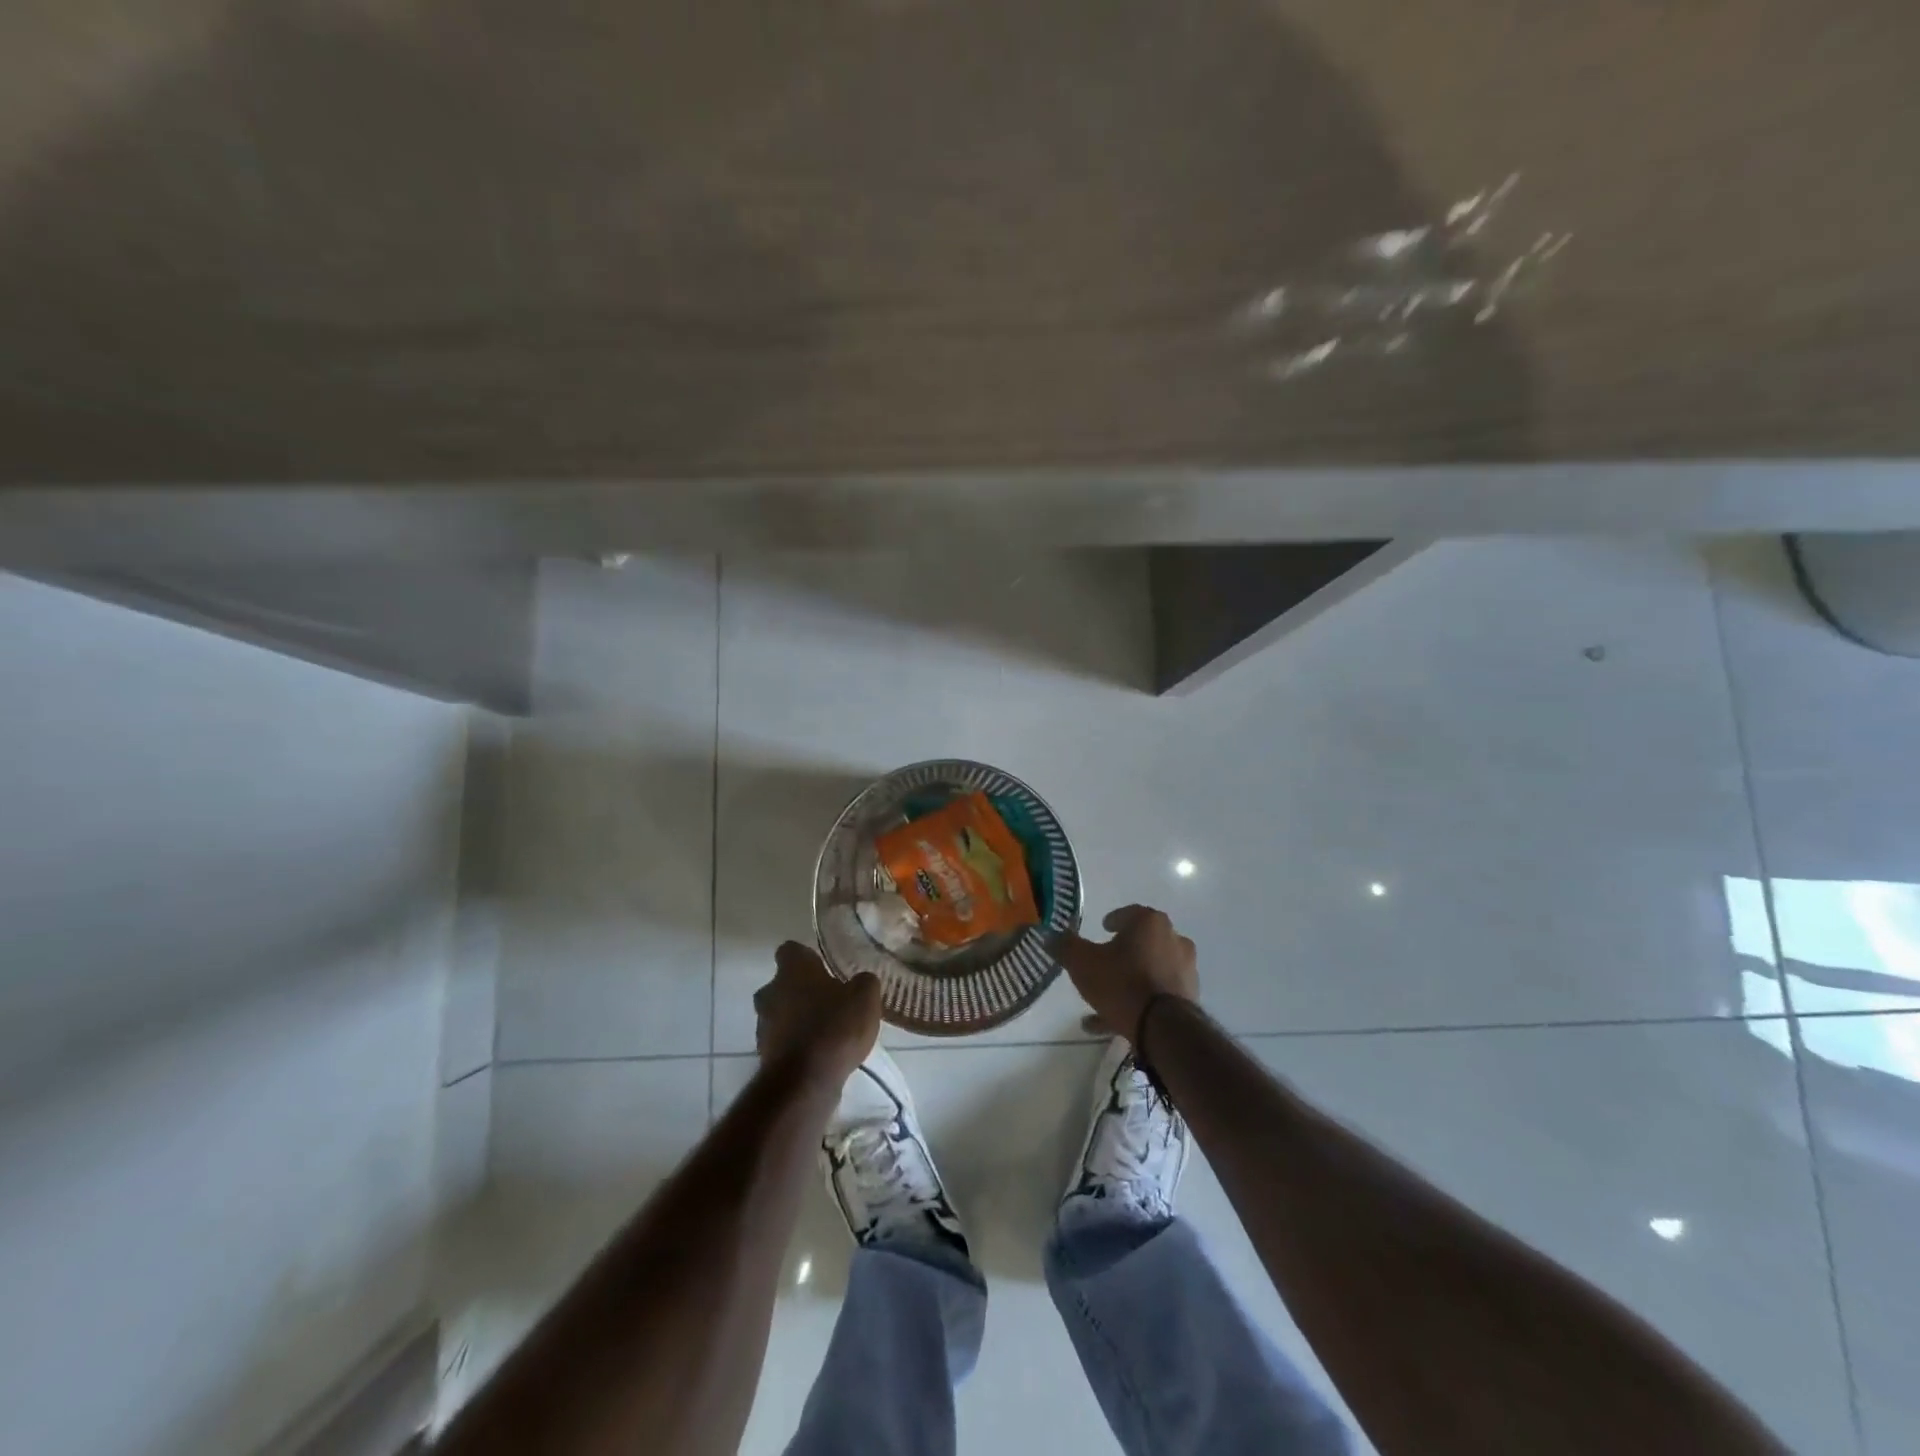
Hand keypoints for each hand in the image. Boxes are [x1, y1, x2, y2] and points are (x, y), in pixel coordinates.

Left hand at [754, 942, 881, 1091]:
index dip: (806, 957)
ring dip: (796, 1018)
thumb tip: (861, 981)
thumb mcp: (865, 997)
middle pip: (781, 984)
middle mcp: (771, 991)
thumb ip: (863, 982)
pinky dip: (795, 1044)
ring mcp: (763, 1024)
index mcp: (792, 970)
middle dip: (800, 990)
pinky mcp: (764, 1054)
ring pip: (779, 1012)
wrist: (805, 1082)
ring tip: (825, 1030)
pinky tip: (818, 1054)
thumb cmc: (835, 1027)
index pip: (791, 950)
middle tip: (827, 999)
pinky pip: (781, 1040)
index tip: (823, 967)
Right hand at [1057, 905, 1198, 1044]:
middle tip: (1104, 962)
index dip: (1113, 921)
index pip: (1129, 913)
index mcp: (1150, 922)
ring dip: (1130, 979)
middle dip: (1123, 951)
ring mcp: (1185, 969)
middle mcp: (1173, 939)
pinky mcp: (1190, 997)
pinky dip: (1139, 1001)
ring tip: (1104, 1000)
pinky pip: (1157, 994)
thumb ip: (1065, 946)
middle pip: (1142, 942)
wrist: (1162, 1028)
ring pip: (1150, 970)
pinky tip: (1113, 1021)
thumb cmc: (1121, 982)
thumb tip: (1049, 935)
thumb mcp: (1082, 963)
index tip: (1102, 929)